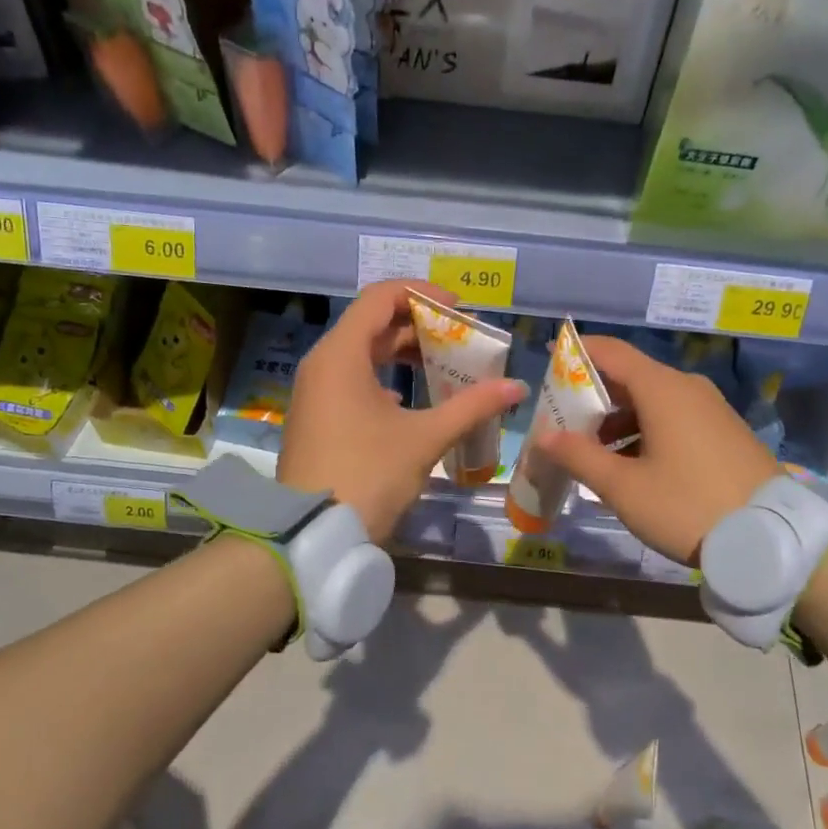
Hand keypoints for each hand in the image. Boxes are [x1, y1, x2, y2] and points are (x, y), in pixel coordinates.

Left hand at [279, 281, 525, 542]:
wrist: (312, 534)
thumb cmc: (368, 475)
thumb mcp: (424, 439)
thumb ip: (471, 406)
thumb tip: (515, 387)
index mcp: (341, 354)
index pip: (381, 297)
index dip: (422, 294)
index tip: (460, 309)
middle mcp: (322, 363)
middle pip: (372, 323)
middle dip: (418, 325)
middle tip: (459, 338)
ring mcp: (315, 391)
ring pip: (362, 353)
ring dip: (402, 352)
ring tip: (443, 365)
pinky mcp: (316, 416)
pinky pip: (352, 379)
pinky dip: (383, 378)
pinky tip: (410, 400)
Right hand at [532, 336, 780, 566]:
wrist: (771, 538)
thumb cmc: (687, 506)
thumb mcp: (624, 487)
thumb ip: (579, 456)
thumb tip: (544, 436)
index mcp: (663, 389)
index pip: (611, 352)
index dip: (576, 352)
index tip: (548, 359)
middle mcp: (688, 388)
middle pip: (631, 376)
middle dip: (593, 395)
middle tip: (562, 420)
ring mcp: (711, 409)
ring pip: (653, 400)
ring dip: (618, 418)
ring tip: (592, 450)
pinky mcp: (724, 431)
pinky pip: (674, 416)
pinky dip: (645, 428)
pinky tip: (631, 462)